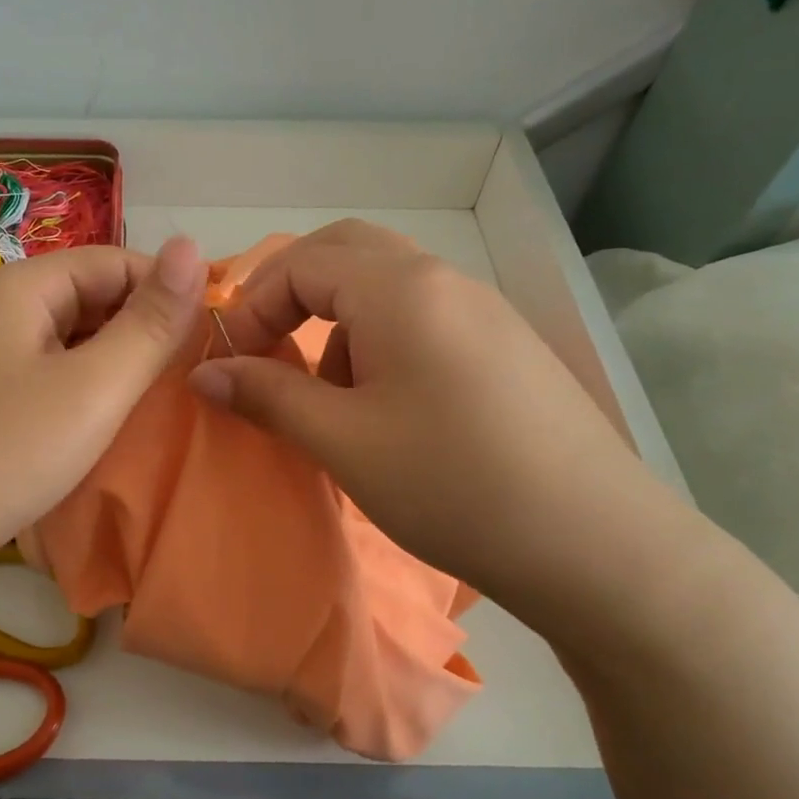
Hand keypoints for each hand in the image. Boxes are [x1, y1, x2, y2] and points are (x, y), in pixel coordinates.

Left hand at [0, 237, 206, 565]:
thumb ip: (150, 322)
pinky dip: (82, 385)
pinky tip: (99, 419)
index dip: (166, 290)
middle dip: (140, 327)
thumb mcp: (94, 386)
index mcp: (20, 286)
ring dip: (113, 359)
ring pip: (68, 337)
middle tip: (185, 374)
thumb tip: (193, 246)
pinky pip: (46, 371)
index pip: (114, 261)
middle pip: (88, 295)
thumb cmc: (8, 450)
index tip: (209, 334)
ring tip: (152, 398)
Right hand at [188, 220, 672, 621]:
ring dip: (338, 324)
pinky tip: (388, 413)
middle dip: (293, 296)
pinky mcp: (505, 346)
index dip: (253, 306)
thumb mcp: (342, 441)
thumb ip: (267, 396)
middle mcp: (443, 280)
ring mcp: (482, 310)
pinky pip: (423, 319)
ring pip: (386, 288)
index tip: (232, 364)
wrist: (594, 544)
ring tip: (331, 400)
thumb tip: (204, 374)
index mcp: (400, 289)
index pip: (301, 263)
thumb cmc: (452, 484)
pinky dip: (381, 344)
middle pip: (346, 254)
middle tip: (269, 352)